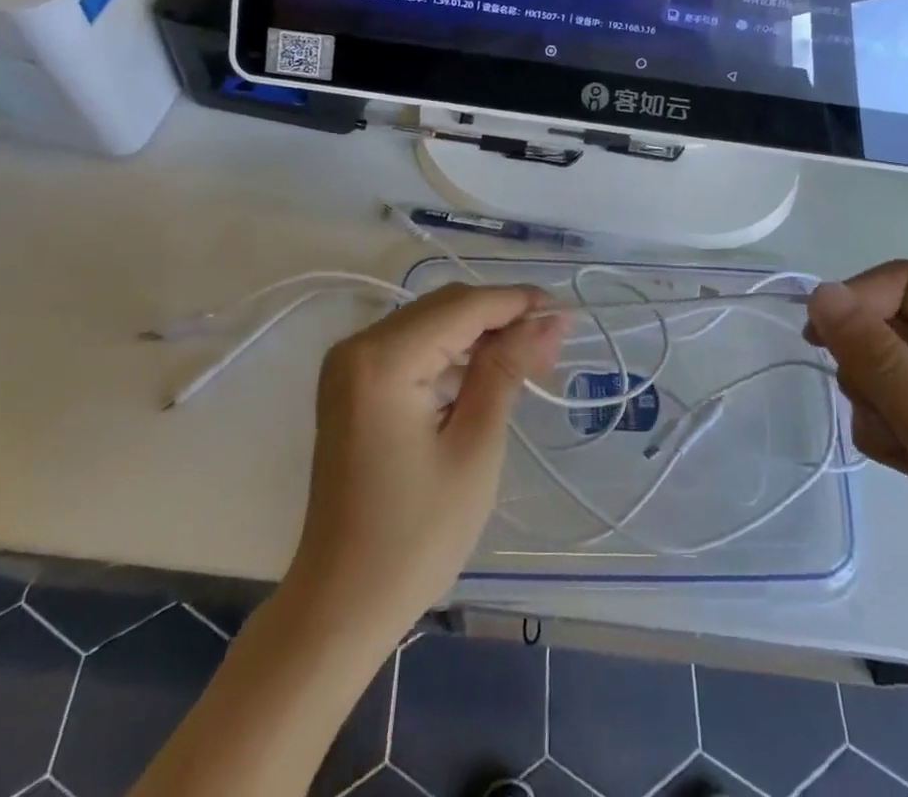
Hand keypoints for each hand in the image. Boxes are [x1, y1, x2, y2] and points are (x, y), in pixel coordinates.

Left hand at [287, 282, 564, 637]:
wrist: (341, 605)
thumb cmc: (415, 535)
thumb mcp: (475, 447)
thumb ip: (508, 370)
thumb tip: (549, 320)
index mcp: (384, 359)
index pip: (464, 306)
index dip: (518, 302)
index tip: (566, 312)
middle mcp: (358, 346)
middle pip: (445, 307)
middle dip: (501, 318)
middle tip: (553, 344)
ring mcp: (349, 366)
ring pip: (430, 324)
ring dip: (480, 335)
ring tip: (531, 361)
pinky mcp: (351, 386)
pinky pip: (411, 348)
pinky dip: (451, 354)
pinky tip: (486, 375)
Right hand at [807, 261, 907, 655]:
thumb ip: (874, 357)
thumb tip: (819, 293)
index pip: (905, 282)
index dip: (857, 302)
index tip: (817, 341)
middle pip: (888, 323)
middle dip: (871, 368)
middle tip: (881, 413)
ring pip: (881, 364)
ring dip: (877, 404)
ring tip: (907, 449)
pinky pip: (890, 400)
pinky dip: (888, 429)